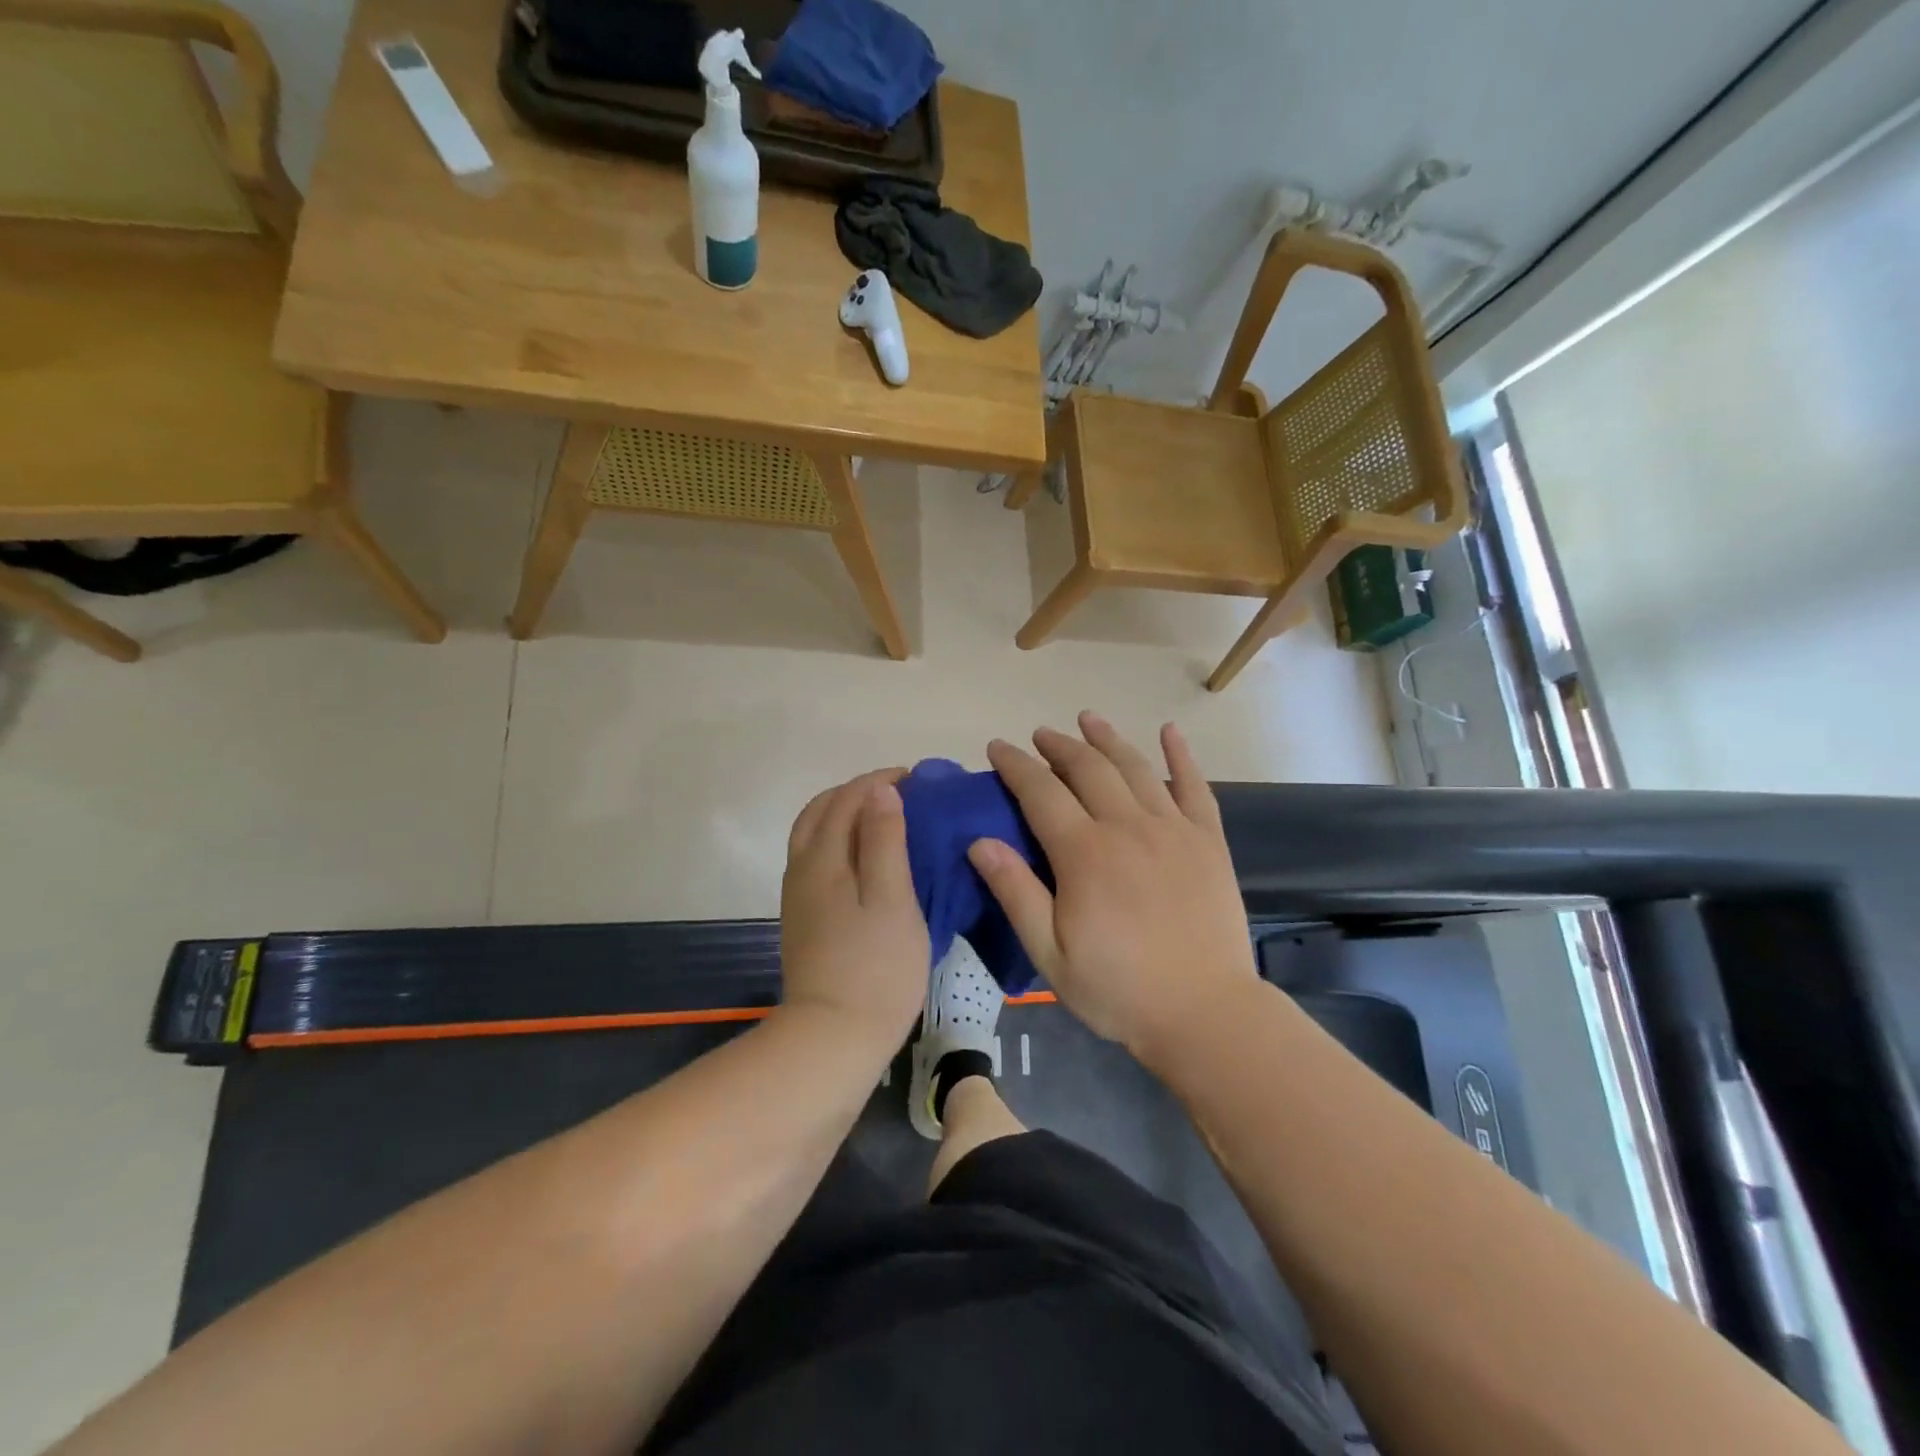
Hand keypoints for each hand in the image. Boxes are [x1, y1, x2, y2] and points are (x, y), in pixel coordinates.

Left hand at [779, 770, 928, 1053]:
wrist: (832, 1038)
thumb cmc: (875, 967)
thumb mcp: (892, 899)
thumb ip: (884, 840)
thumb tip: (880, 790)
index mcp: (823, 858)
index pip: (847, 798)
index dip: (880, 781)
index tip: (917, 779)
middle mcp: (802, 868)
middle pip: (822, 810)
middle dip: (858, 792)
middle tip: (901, 794)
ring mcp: (799, 896)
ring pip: (814, 835)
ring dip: (846, 814)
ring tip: (886, 820)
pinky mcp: (803, 918)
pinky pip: (817, 859)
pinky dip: (840, 840)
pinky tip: (867, 859)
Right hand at [969, 713, 1259, 1058]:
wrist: (1204, 1014)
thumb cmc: (1118, 989)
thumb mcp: (1050, 953)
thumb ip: (1015, 893)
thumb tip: (980, 841)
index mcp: (1084, 853)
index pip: (1041, 791)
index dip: (1016, 765)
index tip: (998, 748)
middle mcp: (1127, 826)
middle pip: (1087, 768)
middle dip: (1058, 745)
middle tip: (1039, 735)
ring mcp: (1173, 829)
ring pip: (1135, 767)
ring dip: (1107, 739)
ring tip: (1087, 719)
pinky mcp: (1208, 840)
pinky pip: (1195, 786)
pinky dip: (1181, 755)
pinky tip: (1169, 732)